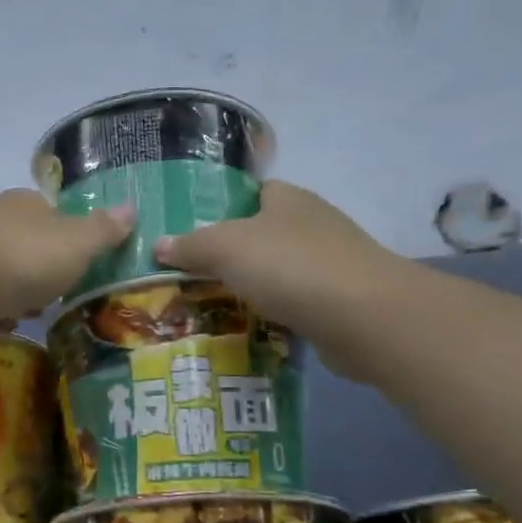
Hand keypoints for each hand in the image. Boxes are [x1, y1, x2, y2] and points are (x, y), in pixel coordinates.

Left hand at [0, 190, 133, 337]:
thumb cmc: (24, 257)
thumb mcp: (77, 243)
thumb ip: (104, 230)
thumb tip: (132, 207)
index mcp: (28, 203)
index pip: (56, 213)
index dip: (74, 235)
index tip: (87, 262)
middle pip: (30, 243)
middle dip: (46, 267)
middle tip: (66, 292)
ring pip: (7, 270)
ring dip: (22, 290)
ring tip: (41, 313)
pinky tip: (9, 324)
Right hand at [154, 180, 398, 372]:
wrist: (363, 317)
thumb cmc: (290, 266)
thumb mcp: (226, 248)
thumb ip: (190, 245)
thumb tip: (158, 244)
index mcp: (288, 199)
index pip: (253, 193)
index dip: (224, 209)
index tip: (193, 236)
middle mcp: (312, 224)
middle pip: (264, 234)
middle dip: (233, 255)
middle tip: (191, 278)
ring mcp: (330, 263)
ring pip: (280, 271)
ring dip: (254, 287)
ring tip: (212, 307)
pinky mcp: (339, 301)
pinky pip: (296, 302)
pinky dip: (275, 314)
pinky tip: (251, 329)